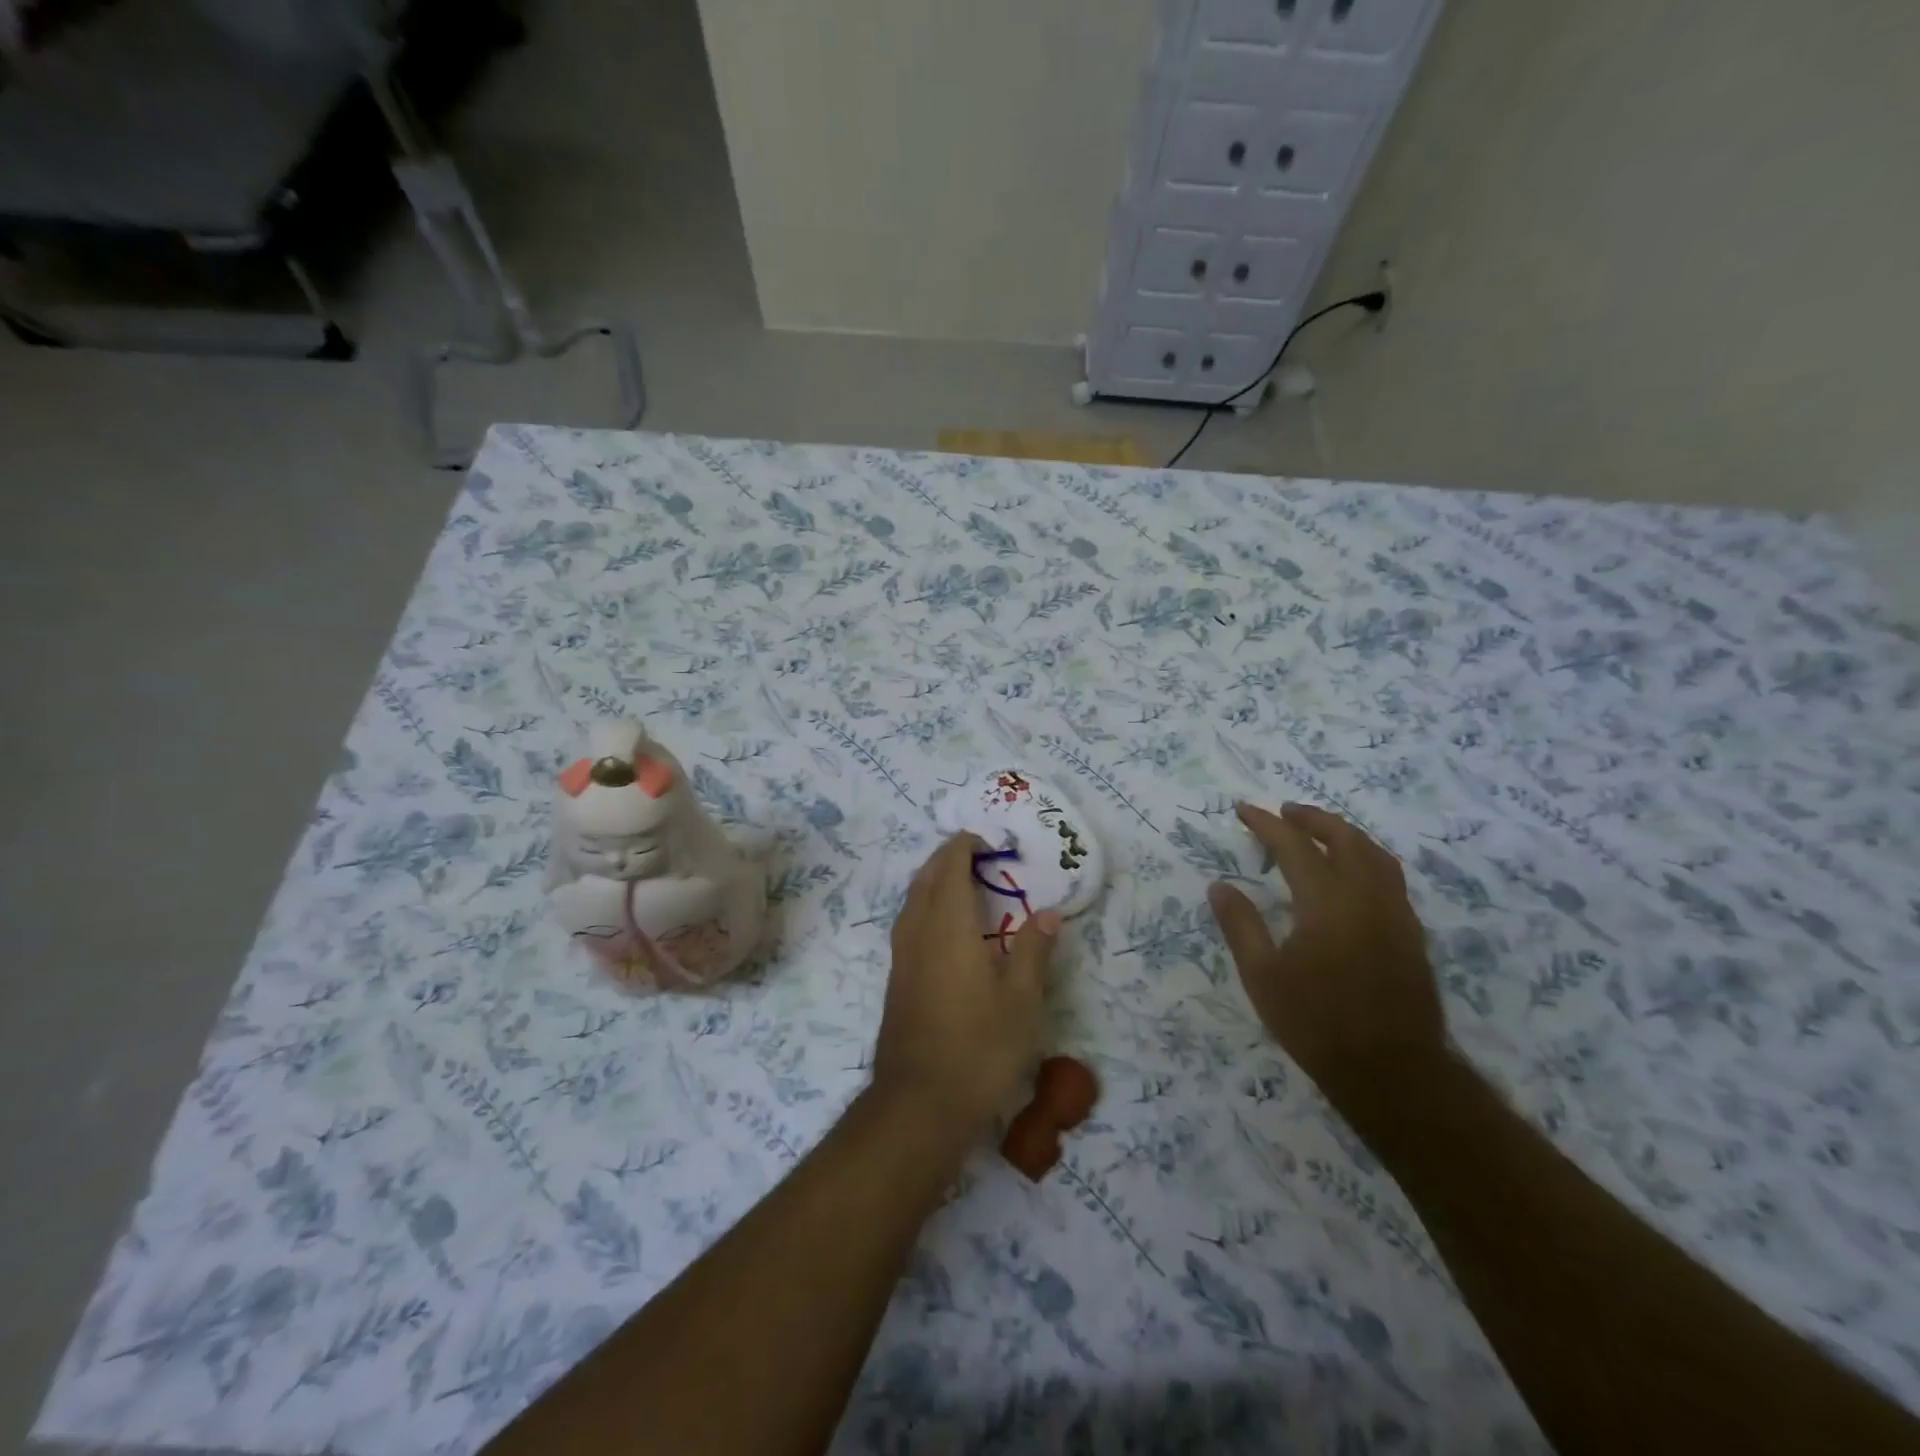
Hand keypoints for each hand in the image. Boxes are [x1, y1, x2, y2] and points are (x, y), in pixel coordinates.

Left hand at [873, 834, 1057, 1141]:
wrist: (920, 1103)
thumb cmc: (980, 1047)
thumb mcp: (1022, 1000)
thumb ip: (1034, 951)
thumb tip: (1048, 914)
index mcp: (950, 927)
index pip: (951, 869)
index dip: (963, 847)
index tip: (984, 840)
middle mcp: (919, 932)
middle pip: (926, 879)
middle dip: (945, 858)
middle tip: (974, 853)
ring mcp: (902, 957)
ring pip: (912, 901)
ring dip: (931, 880)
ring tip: (958, 881)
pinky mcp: (896, 980)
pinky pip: (908, 923)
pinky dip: (924, 906)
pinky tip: (942, 928)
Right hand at [1207, 802, 1445, 1116]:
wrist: (1393, 1071)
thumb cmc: (1317, 1023)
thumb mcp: (1262, 976)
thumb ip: (1240, 925)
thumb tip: (1219, 886)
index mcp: (1327, 901)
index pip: (1293, 846)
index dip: (1266, 824)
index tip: (1243, 810)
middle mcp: (1366, 896)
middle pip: (1343, 838)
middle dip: (1311, 819)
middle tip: (1284, 812)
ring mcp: (1396, 913)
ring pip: (1374, 853)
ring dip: (1344, 833)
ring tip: (1319, 832)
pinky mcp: (1411, 933)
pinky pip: (1389, 876)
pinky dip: (1366, 857)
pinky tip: (1352, 874)